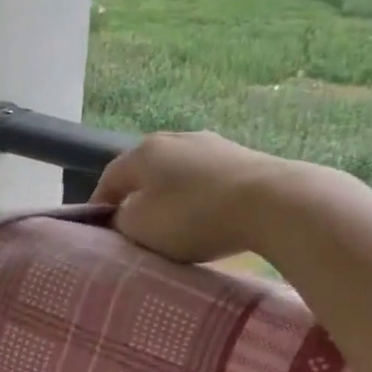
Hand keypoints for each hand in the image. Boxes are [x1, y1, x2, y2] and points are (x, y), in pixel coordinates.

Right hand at [91, 131, 294, 262]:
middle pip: (145, 173)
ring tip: (174, 226)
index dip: (99, 206)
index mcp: (143, 152)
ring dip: (170, 198)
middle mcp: (175, 138)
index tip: (100, 232)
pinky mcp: (243, 158)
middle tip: (136, 231)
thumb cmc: (193, 216)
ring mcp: (212, 145)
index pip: (109, 178)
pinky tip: (208, 218)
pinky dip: (200, 198)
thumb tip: (124, 216)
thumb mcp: (140, 227)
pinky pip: (207, 180)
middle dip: (137, 200)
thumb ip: (121, 221)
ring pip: (178, 174)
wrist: (271, 203)